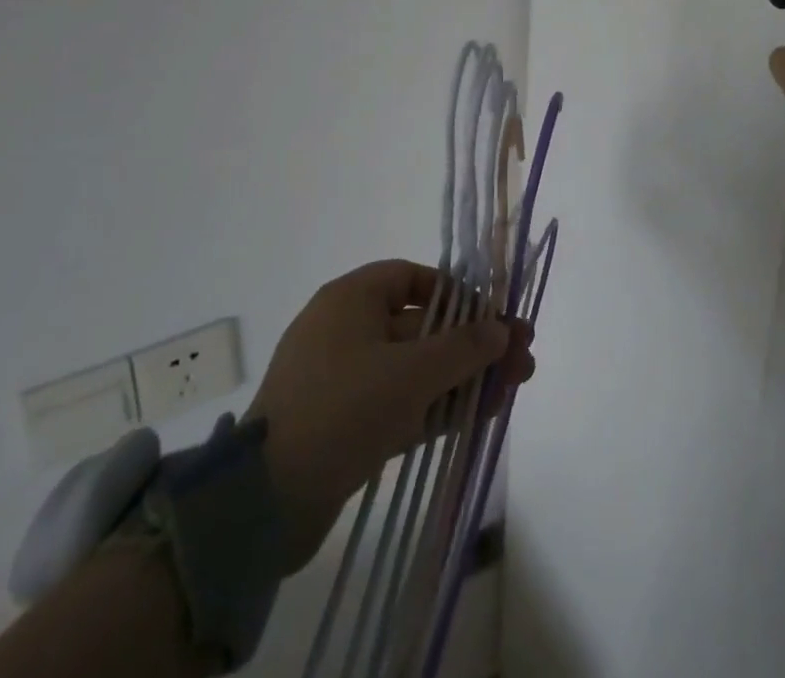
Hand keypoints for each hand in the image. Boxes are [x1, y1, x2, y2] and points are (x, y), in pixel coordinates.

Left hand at [244, 260, 533, 572]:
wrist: (262, 506)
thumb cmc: (343, 409)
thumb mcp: (413, 372)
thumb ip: (466, 347)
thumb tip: (503, 329)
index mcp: (351, 300)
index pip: (412, 278)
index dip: (456, 293)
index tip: (490, 316)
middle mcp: (345, 331)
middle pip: (423, 326)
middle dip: (474, 342)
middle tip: (521, 357)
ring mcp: (343, 381)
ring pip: (416, 368)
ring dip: (464, 377)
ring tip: (513, 388)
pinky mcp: (343, 425)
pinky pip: (400, 402)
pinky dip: (438, 406)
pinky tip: (482, 414)